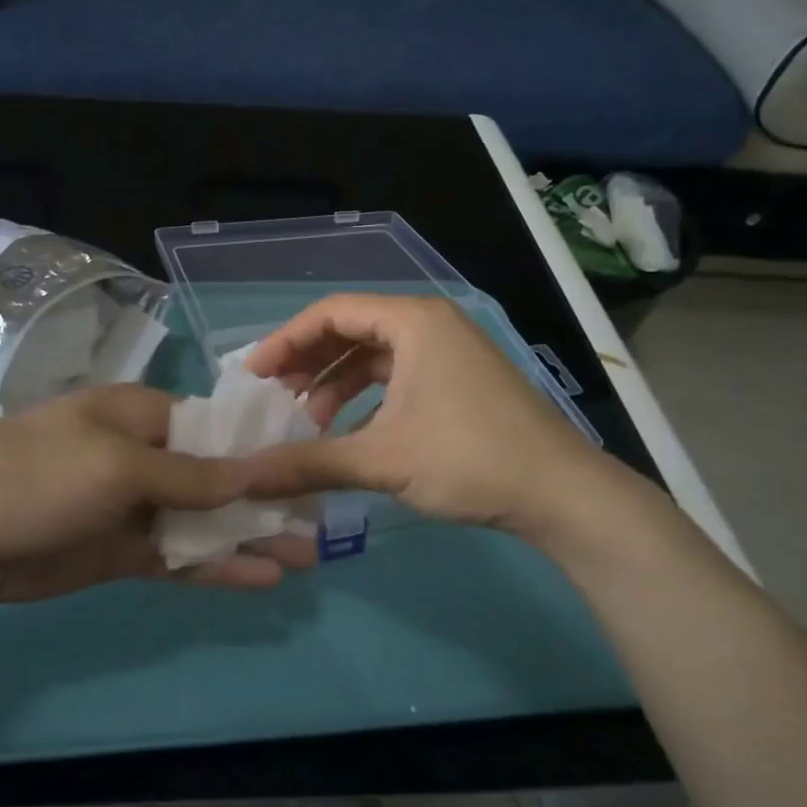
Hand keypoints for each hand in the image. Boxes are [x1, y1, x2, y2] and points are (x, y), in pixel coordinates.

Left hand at [0, 385, 311, 602]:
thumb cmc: (35, 472)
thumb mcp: (116, 463)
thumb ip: (188, 474)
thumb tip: (253, 470)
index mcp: (142, 418)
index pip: (216, 429)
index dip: (262, 450)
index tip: (310, 468)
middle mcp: (143, 458)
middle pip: (216, 480)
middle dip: (265, 501)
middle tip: (320, 526)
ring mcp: (132, 508)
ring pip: (202, 523)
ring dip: (248, 538)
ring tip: (304, 559)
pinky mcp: (118, 552)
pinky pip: (177, 558)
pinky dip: (215, 568)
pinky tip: (258, 579)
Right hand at [241, 294, 648, 543]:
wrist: (562, 494)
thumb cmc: (469, 459)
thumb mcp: (382, 459)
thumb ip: (308, 463)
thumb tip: (244, 477)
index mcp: (413, 321)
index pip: (331, 312)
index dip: (285, 341)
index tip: (253, 376)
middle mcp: (430, 324)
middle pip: (351, 330)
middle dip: (308, 363)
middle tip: (272, 398)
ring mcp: (449, 352)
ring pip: (374, 356)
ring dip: (335, 385)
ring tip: (305, 424)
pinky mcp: (459, 381)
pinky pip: (397, 377)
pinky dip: (365, 399)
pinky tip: (347, 432)